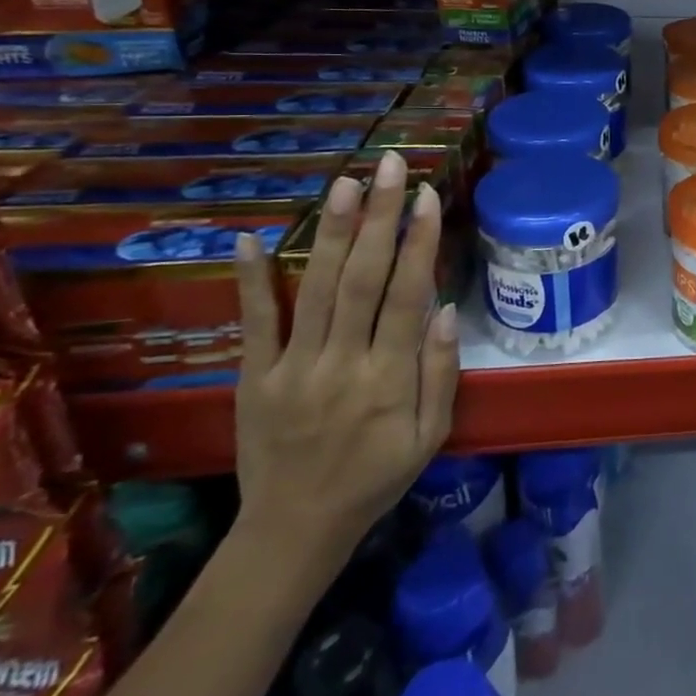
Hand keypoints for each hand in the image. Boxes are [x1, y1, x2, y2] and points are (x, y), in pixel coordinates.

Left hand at [232, 150, 459, 574]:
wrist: (294, 530)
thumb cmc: (376, 478)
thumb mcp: (430, 436)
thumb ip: (440, 373)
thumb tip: (442, 310)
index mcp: (388, 379)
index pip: (406, 295)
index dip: (418, 242)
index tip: (428, 196)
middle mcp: (340, 363)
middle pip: (362, 278)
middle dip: (380, 217)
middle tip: (391, 166)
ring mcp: (292, 368)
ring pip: (317, 288)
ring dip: (333, 232)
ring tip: (346, 183)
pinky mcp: (254, 376)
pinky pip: (254, 323)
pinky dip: (252, 280)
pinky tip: (252, 238)